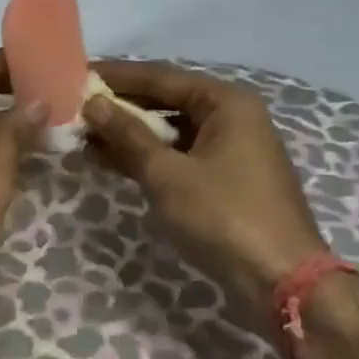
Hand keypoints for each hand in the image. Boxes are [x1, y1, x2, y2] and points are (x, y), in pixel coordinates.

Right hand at [84, 60, 329, 304]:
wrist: (282, 284)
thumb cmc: (222, 216)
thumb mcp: (166, 173)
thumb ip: (127, 134)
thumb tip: (92, 103)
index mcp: (225, 102)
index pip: (159, 77)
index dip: (116, 76)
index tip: (78, 74)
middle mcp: (232, 117)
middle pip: (166, 101)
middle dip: (120, 107)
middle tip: (76, 107)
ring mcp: (231, 150)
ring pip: (170, 131)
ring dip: (129, 134)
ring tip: (84, 136)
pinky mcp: (226, 180)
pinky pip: (179, 155)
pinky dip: (147, 157)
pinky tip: (110, 161)